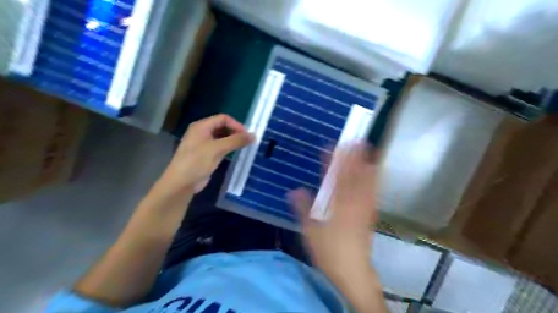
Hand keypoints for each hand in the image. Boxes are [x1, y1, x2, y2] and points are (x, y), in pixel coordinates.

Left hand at [156, 115, 254, 195]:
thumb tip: (254, 136)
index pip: (223, 118)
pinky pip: (219, 147)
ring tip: (243, 147)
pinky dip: (228, 148)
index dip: (236, 125)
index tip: (246, 135)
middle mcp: (202, 132)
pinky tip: (234, 153)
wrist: (181, 183)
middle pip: (222, 126)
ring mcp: (203, 144)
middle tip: (246, 141)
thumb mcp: (217, 149)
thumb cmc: (197, 162)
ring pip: (221, 137)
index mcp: (201, 126)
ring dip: (232, 140)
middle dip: (235, 132)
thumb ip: (236, 141)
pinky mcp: (205, 154)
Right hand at [287, 143, 378, 282]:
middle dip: (354, 156)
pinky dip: (374, 178)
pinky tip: (375, 171)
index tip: (329, 146)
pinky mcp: (371, 214)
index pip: (334, 178)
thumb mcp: (310, 232)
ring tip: (369, 148)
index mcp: (337, 206)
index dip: (332, 161)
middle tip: (355, 139)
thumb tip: (294, 190)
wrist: (353, 271)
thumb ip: (303, 209)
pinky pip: (374, 191)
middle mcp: (353, 203)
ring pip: (367, 181)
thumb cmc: (329, 252)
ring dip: (367, 163)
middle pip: (354, 175)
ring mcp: (365, 208)